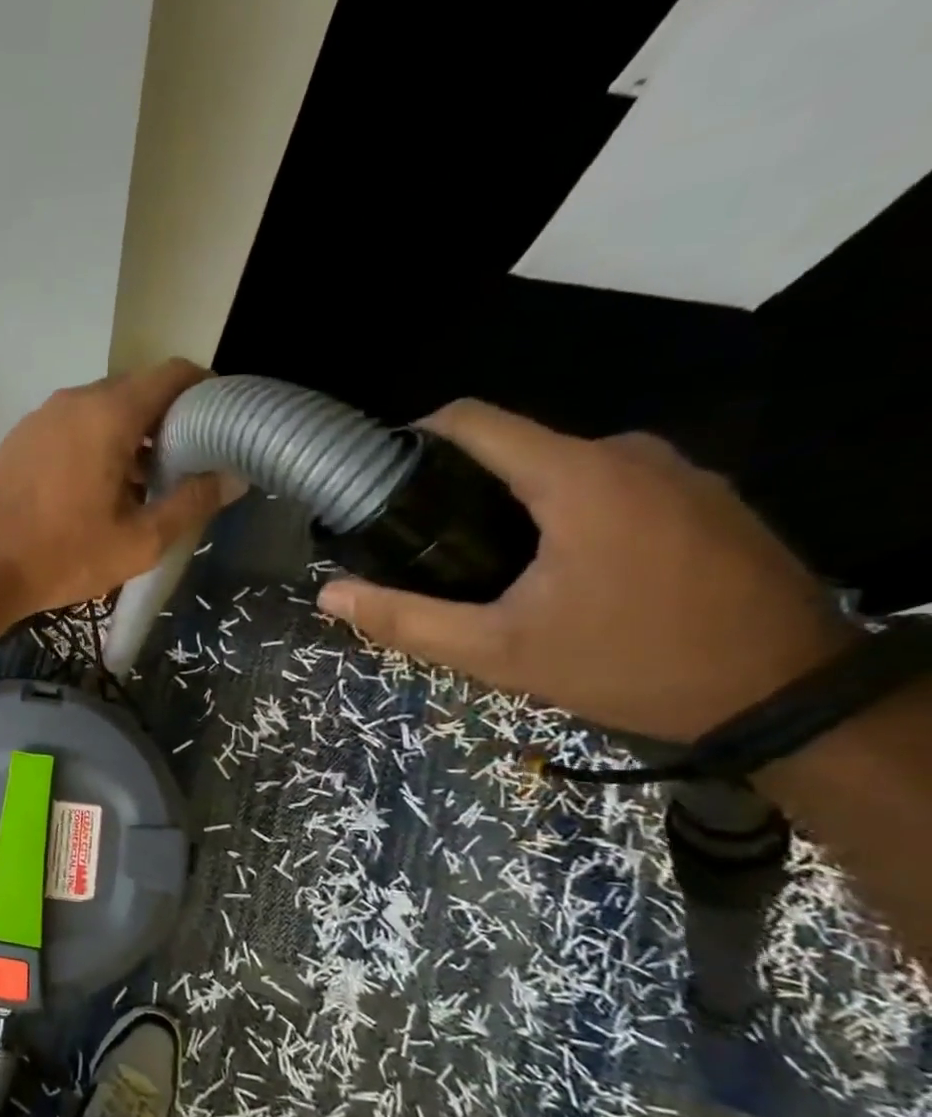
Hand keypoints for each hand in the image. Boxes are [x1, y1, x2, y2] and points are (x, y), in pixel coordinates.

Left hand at [0, 359, 242, 622]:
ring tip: (142, 484)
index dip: (205, 392)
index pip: (172, 374)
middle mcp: (73, 401)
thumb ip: (192, 502)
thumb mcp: (139, 540)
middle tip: (185, 464)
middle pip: (136, 390)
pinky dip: (94, 443)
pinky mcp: (18, 439)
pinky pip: (69, 427)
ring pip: (100, 410)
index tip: (220, 425)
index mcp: (108, 413)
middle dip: (167, 420)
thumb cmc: (62, 557)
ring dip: (129, 435)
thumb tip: (234, 477)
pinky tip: (95, 489)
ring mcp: (39, 417)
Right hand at [316, 400, 855, 742]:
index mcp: (576, 477)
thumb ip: (406, 619)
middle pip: (517, 447)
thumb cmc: (630, 665)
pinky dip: (571, 511)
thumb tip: (329, 595)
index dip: (417, 437)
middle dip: (464, 486)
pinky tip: (563, 570)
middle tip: (430, 545)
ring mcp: (679, 471)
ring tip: (490, 563)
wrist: (788, 696)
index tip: (383, 476)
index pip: (475, 420)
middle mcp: (630, 454)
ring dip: (518, 502)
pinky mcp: (708, 496)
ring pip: (565, 466)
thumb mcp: (499, 652)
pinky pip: (613, 484)